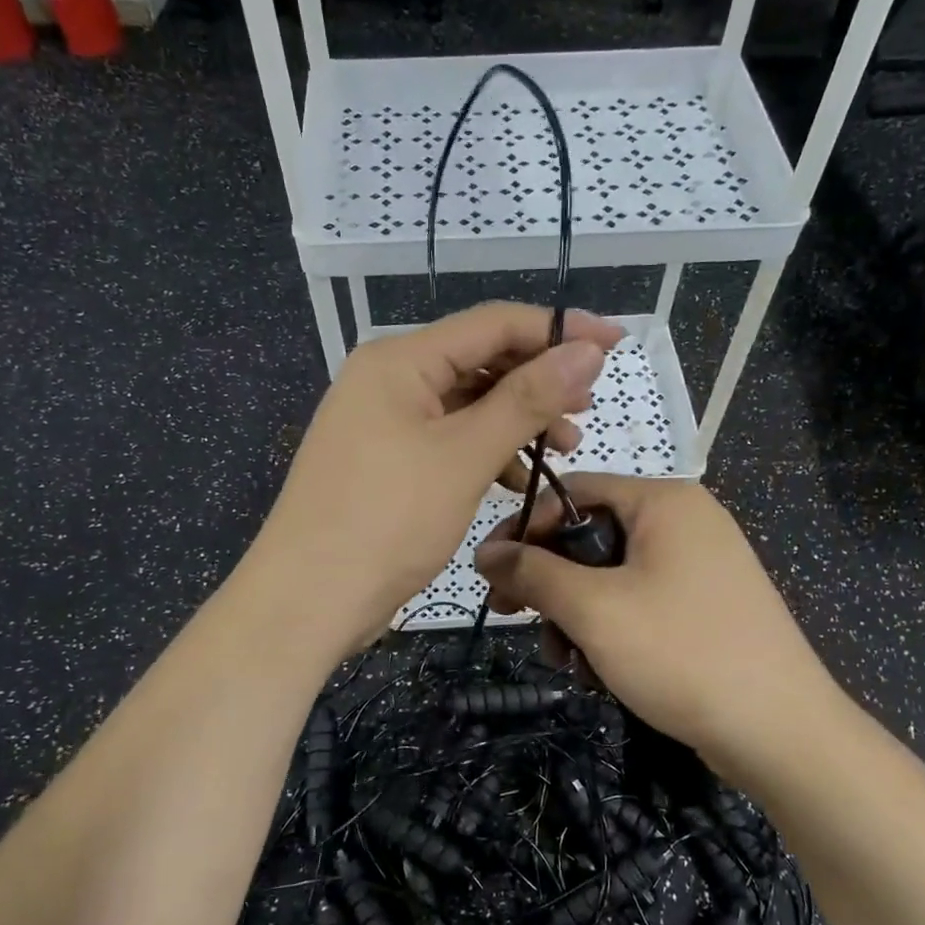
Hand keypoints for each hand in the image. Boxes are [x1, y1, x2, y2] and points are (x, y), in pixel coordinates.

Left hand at [249, 304, 624, 650]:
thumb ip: (527, 399)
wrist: (308, 600)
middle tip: (587, 409)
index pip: (493, 324)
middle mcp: (388, 381)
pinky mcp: (387, 463)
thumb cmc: (387, 520)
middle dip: (538, 381)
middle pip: (479, 361)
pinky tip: (518, 478)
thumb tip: (587, 349)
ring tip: (565, 446)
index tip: (616, 343)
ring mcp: (384, 423)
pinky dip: (487, 453)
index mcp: (399, 360)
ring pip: (467, 405)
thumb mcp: (464, 455)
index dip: (557, 329)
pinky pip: (448, 441)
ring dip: (517, 421)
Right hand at [473, 474, 845, 778]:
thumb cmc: (681, 653)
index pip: (574, 490)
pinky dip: (612, 629)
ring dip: (577, 614)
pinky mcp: (707, 605)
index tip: (491, 573)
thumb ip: (533, 573)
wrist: (781, 733)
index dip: (525, 528)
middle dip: (550, 582)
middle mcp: (686, 521)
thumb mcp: (594, 610)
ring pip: (612, 575)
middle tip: (516, 618)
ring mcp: (702, 565)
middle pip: (591, 535)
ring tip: (566, 661)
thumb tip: (485, 552)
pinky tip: (600, 671)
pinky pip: (641, 601)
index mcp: (664, 502)